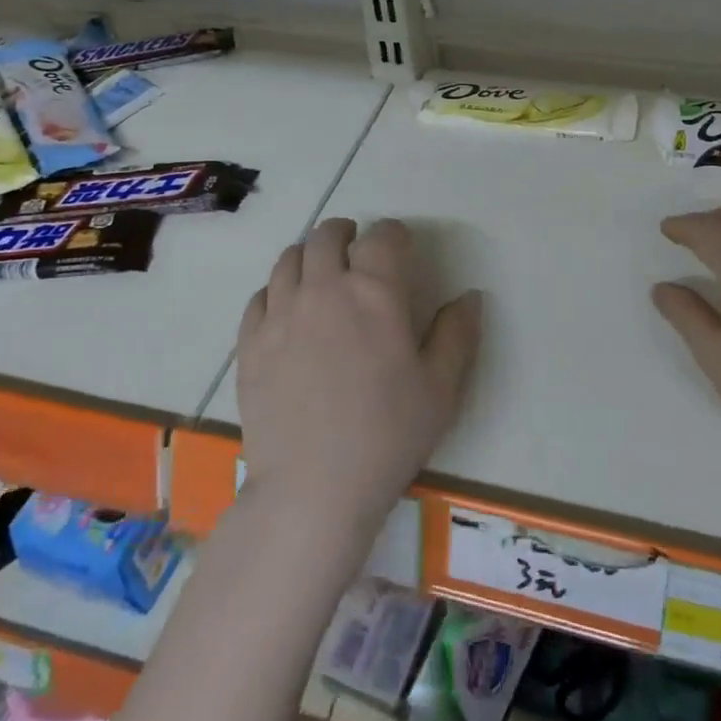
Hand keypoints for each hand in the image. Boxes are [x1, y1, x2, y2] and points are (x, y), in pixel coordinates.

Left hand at [237, 218, 480, 538]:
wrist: (313, 488)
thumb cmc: (387, 435)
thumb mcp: (441, 388)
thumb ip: (458, 334)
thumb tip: (470, 297)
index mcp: (374, 292)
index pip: (382, 236)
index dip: (394, 233)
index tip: (400, 243)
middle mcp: (324, 288)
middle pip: (326, 236)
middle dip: (345, 232)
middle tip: (355, 245)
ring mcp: (280, 313)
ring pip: (289, 259)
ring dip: (309, 254)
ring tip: (320, 270)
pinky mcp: (250, 342)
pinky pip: (259, 296)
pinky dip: (276, 289)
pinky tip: (286, 307)